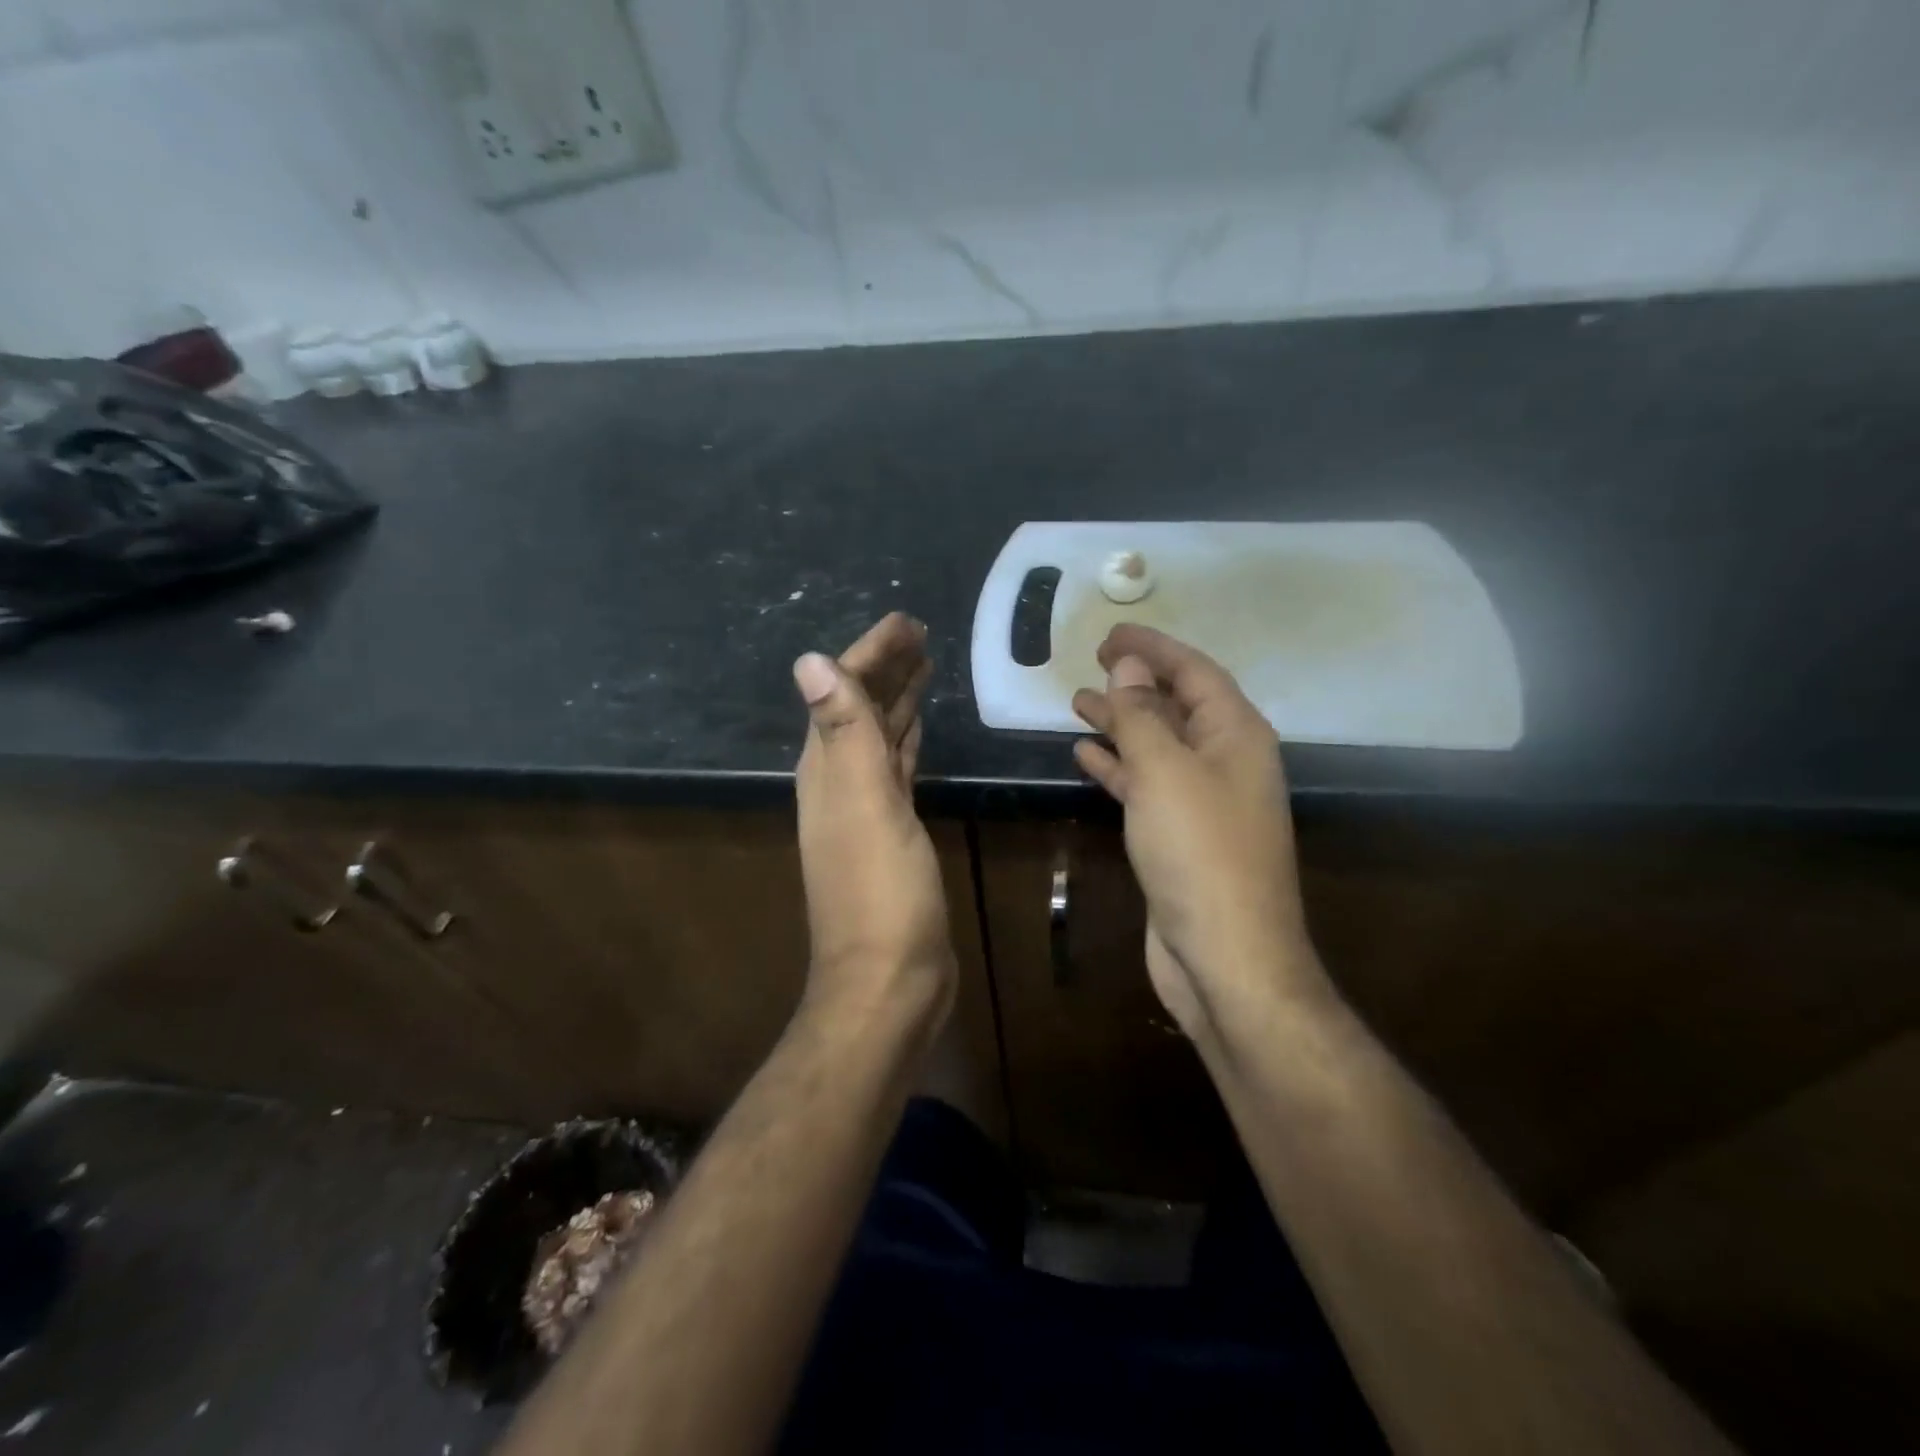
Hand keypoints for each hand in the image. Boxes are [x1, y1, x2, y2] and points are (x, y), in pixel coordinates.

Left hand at [792, 613, 955, 1032]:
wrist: (889, 980)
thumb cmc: (880, 893)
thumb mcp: (864, 805)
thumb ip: (842, 732)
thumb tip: (809, 660)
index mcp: (827, 770)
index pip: (843, 692)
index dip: (870, 653)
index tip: (905, 621)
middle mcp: (839, 783)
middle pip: (860, 710)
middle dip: (886, 668)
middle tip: (921, 633)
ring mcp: (866, 809)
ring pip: (880, 737)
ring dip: (897, 700)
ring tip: (924, 666)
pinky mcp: (894, 832)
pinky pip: (898, 769)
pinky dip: (908, 741)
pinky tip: (920, 730)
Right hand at [1071, 625, 1324, 1043]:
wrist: (1224, 955)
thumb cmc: (1199, 851)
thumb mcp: (1165, 771)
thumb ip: (1143, 715)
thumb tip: (1128, 667)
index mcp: (1237, 735)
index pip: (1194, 672)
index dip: (1153, 647)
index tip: (1109, 633)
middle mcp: (1226, 761)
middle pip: (1178, 706)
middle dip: (1136, 682)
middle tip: (1092, 662)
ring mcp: (1204, 801)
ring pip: (1158, 746)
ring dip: (1122, 722)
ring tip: (1079, 702)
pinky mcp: (1180, 836)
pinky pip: (1147, 784)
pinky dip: (1119, 766)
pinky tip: (1086, 754)